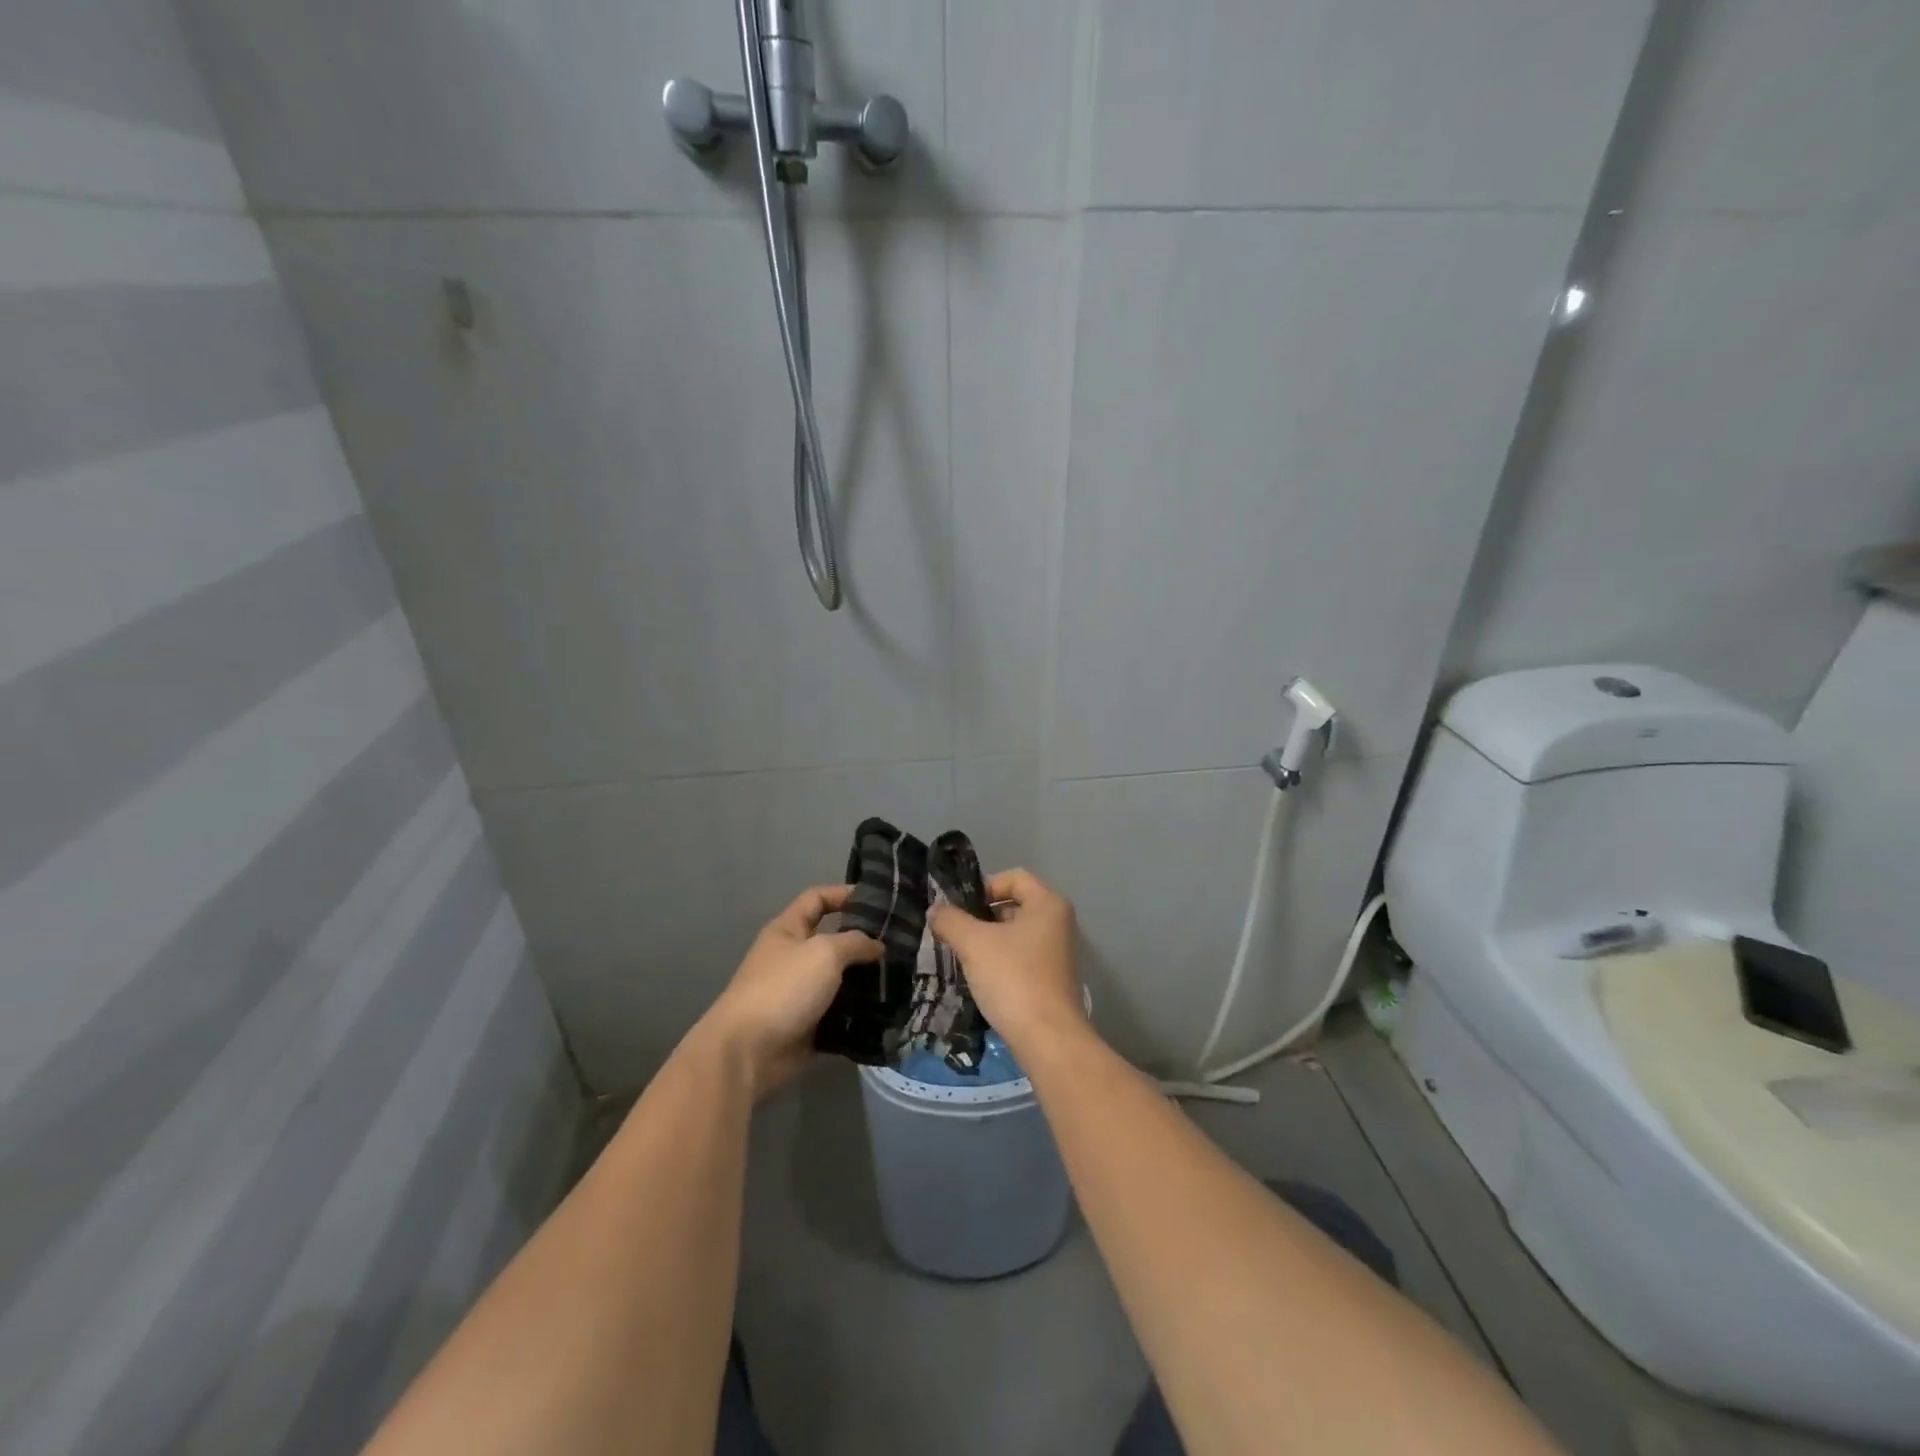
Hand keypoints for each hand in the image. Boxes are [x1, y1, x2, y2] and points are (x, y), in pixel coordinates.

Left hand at [690, 884, 880, 1099]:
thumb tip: (876, 946)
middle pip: (833, 941)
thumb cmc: (783, 988)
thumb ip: (855, 943)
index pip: (817, 899)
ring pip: (840, 980)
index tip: (879, 900)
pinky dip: (859, 1014)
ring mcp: (800, 994)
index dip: (844, 894)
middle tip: (901, 944)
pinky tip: (887, 1010)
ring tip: (901, 978)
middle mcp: (793, 958)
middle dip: (864, 942)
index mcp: (788, 930)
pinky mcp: (808, 1026)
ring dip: (866, 980)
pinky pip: (840, 1014)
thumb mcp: (824, 953)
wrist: (748, 1052)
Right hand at [927, 868, 1082, 1054]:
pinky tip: (980, 978)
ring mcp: (1057, 953)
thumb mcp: (973, 943)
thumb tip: (935, 909)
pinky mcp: (1052, 979)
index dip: (983, 887)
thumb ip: (950, 920)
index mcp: (1048, 904)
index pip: (1013, 877)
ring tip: (962, 956)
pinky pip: (1020, 957)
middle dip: (981, 916)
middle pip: (1013, 905)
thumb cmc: (1013, 978)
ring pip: (1015, 934)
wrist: (1047, 1039)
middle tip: (954, 932)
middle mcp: (1058, 923)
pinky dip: (999, 962)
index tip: (960, 909)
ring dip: (987, 941)